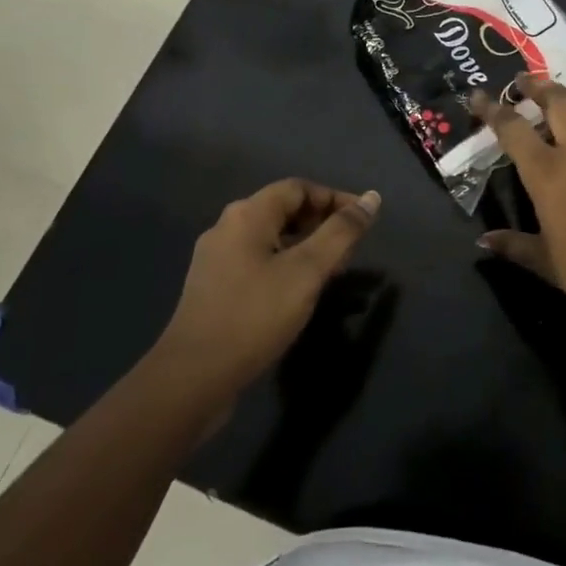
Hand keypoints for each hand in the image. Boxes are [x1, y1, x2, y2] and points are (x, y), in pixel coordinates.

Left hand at [156, 179, 381, 397]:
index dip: (335, 198)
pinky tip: (299, 291)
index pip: (299, 188)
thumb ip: (341, 233)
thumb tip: (372, 199)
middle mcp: (227, 227)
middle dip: (322, 223)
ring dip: (306, 246)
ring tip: (332, 271)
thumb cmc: (255, 315)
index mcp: (247, 214)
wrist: (193, 377)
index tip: (365, 220)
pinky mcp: (213, 286)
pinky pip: (257, 260)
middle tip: (352, 250)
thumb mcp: (307, 271)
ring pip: (271, 238)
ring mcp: (216, 258)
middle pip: (284, 210)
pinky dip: (285, 264)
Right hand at [472, 76, 565, 316]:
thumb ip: (514, 244)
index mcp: (548, 172)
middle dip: (537, 86)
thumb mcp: (544, 259)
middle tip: (522, 79)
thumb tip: (485, 241)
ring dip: (565, 97)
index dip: (493, 110)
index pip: (513, 129)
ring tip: (553, 96)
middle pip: (557, 102)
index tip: (478, 95)